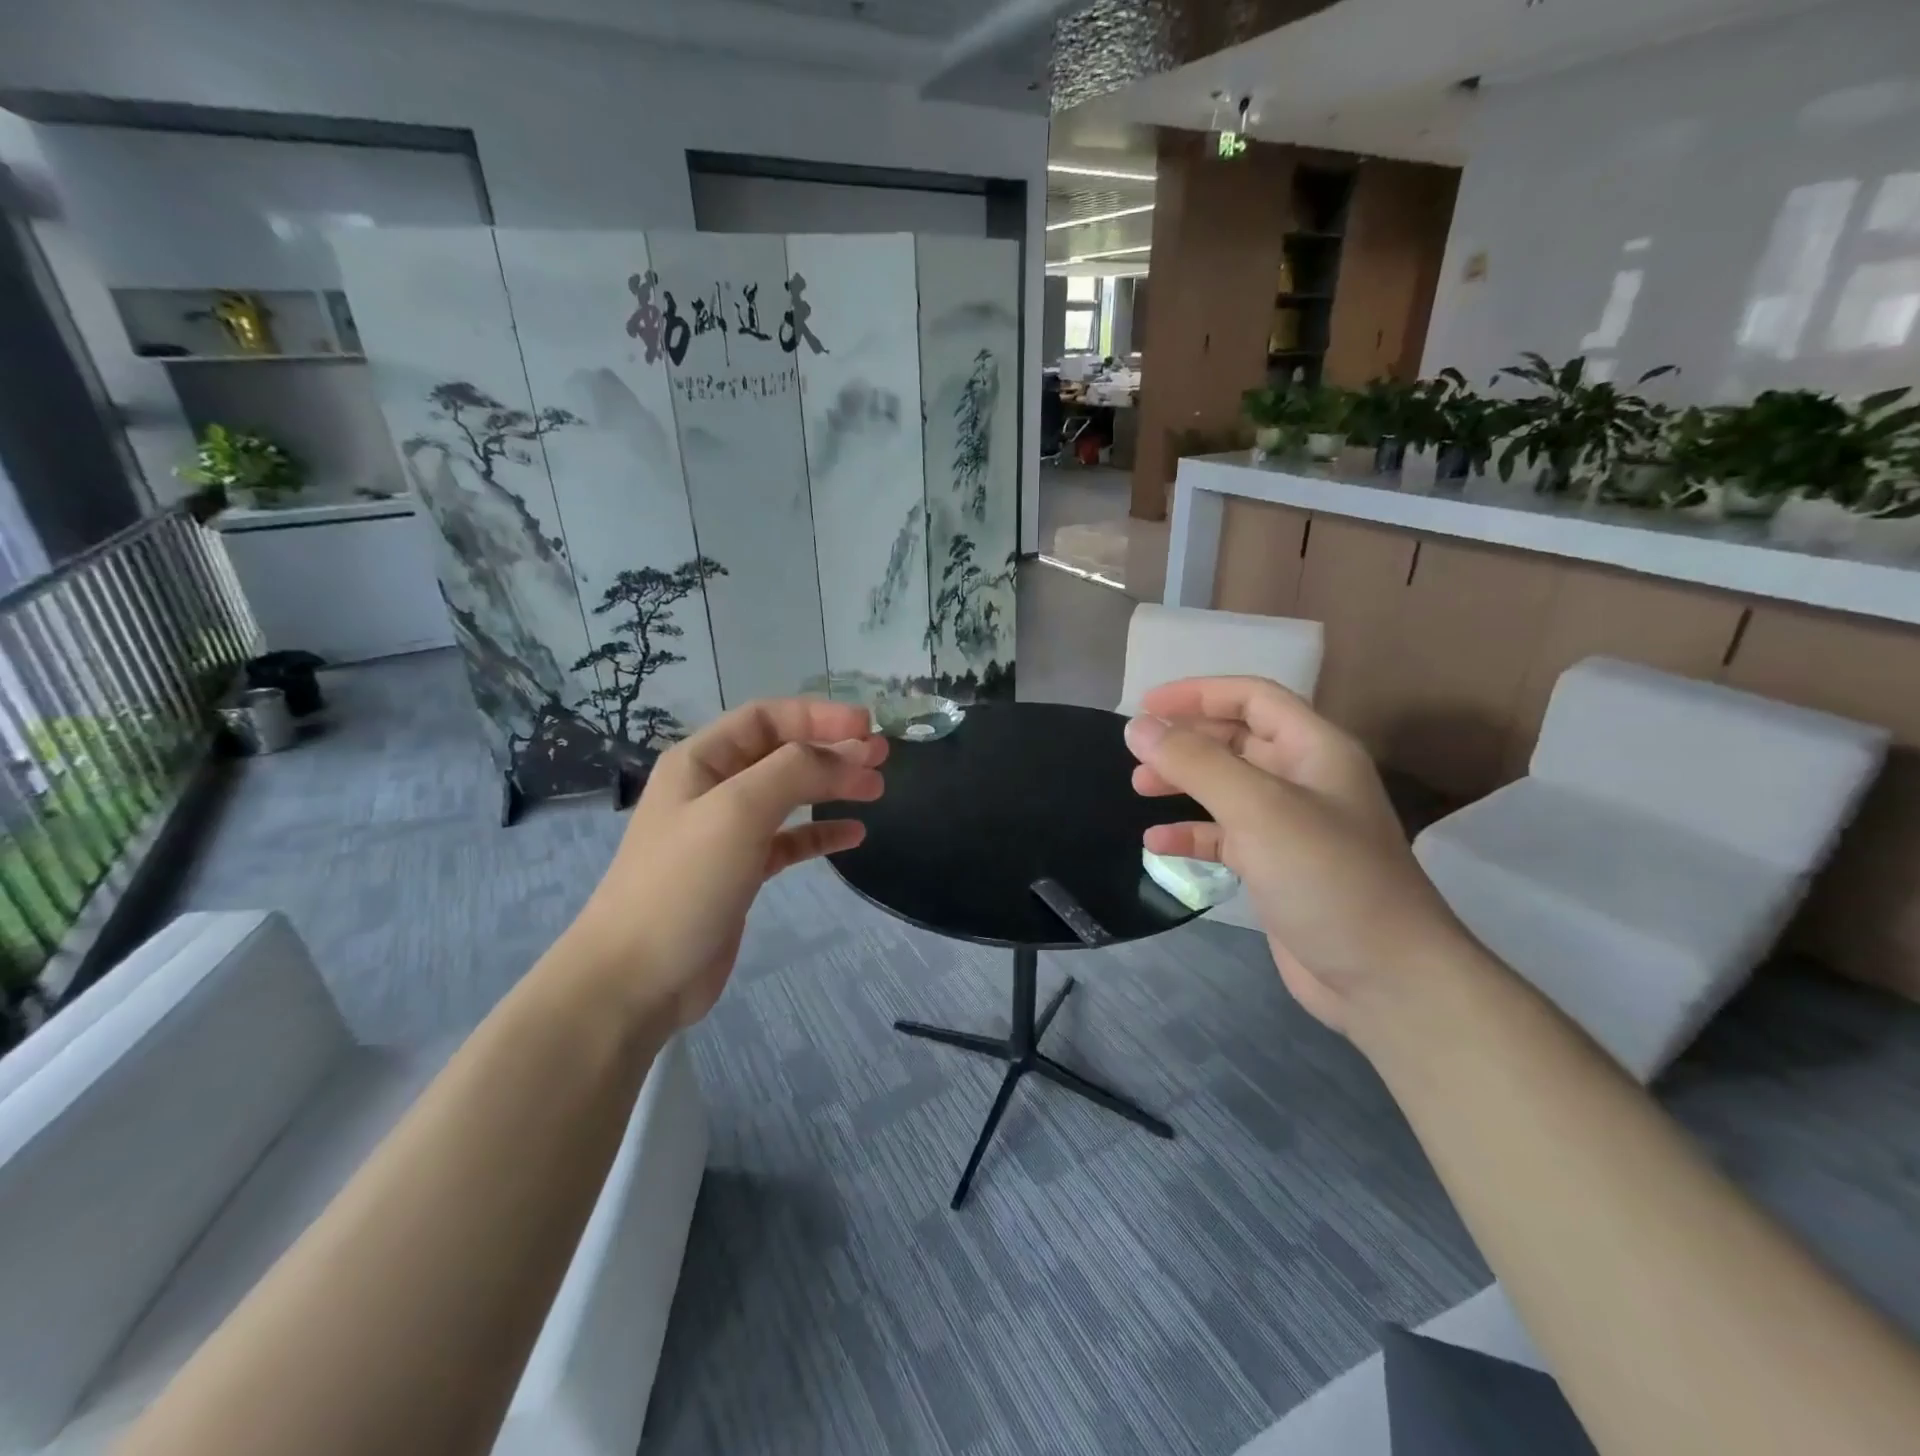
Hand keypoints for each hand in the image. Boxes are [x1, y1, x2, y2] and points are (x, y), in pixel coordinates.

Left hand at [558, 699, 885, 1029]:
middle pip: (782, 753)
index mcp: (700, 761)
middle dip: (832, 749)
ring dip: (832, 786)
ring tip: (876, 789)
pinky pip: (789, 841)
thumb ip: (796, 771)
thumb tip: (853, 753)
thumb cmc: (683, 883)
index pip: (767, 718)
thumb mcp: (738, 811)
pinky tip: (854, 835)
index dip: (819, 715)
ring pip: (789, 795)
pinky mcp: (740, 873)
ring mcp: (726, 833)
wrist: (636, 980)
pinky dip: (820, 833)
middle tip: (883, 757)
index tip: (868, 727)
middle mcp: (713, 788)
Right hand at [1125, 676, 1475, 1034]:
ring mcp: (1291, 827)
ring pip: (1227, 787)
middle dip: (1186, 740)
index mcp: (1315, 750)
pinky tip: (1158, 844)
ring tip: (1140, 788)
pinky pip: (1225, 836)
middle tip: (1138, 753)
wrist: (1385, 979)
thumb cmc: (1327, 878)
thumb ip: (1196, 763)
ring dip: (1184, 782)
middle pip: (1237, 739)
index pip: (1253, 698)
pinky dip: (1192, 834)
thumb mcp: (1258, 809)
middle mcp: (1305, 780)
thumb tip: (1138, 727)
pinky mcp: (1277, 868)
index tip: (1146, 706)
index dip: (1199, 694)